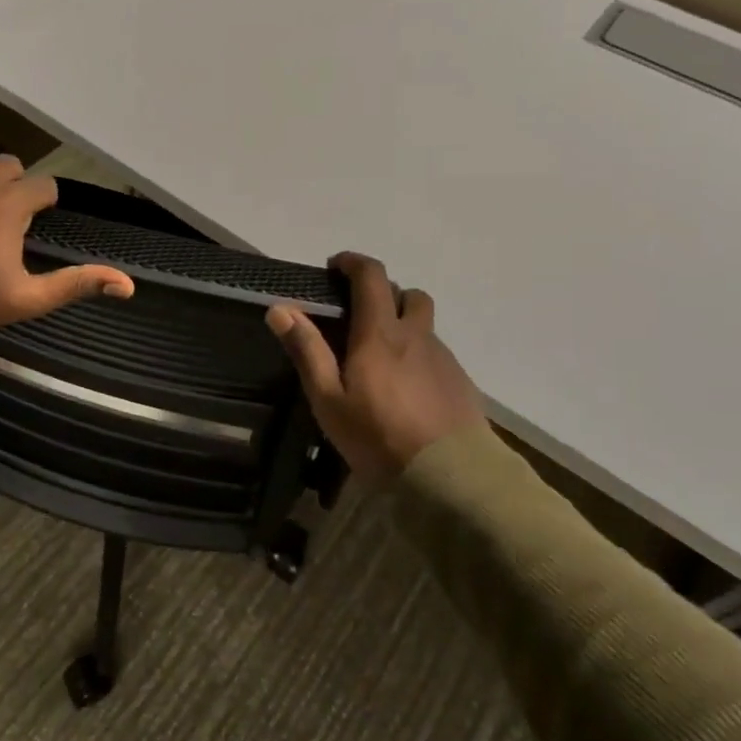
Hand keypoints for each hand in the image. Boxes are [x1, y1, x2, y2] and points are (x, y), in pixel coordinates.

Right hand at [267, 252, 484, 482]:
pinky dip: (417, 355)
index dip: (352, 262)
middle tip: (358, 315)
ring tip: (380, 358)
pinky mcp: (460, 382)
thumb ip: (307, 351)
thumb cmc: (379, 437)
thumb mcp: (329, 399)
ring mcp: (443, 358)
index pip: (371, 276)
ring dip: (402, 325)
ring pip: (423, 324)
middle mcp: (416, 335)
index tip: (334, 267)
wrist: (452, 478)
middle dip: (382, 292)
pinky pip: (435, 353)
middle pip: (406, 294)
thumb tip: (279, 308)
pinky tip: (405, 388)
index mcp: (380, 333)